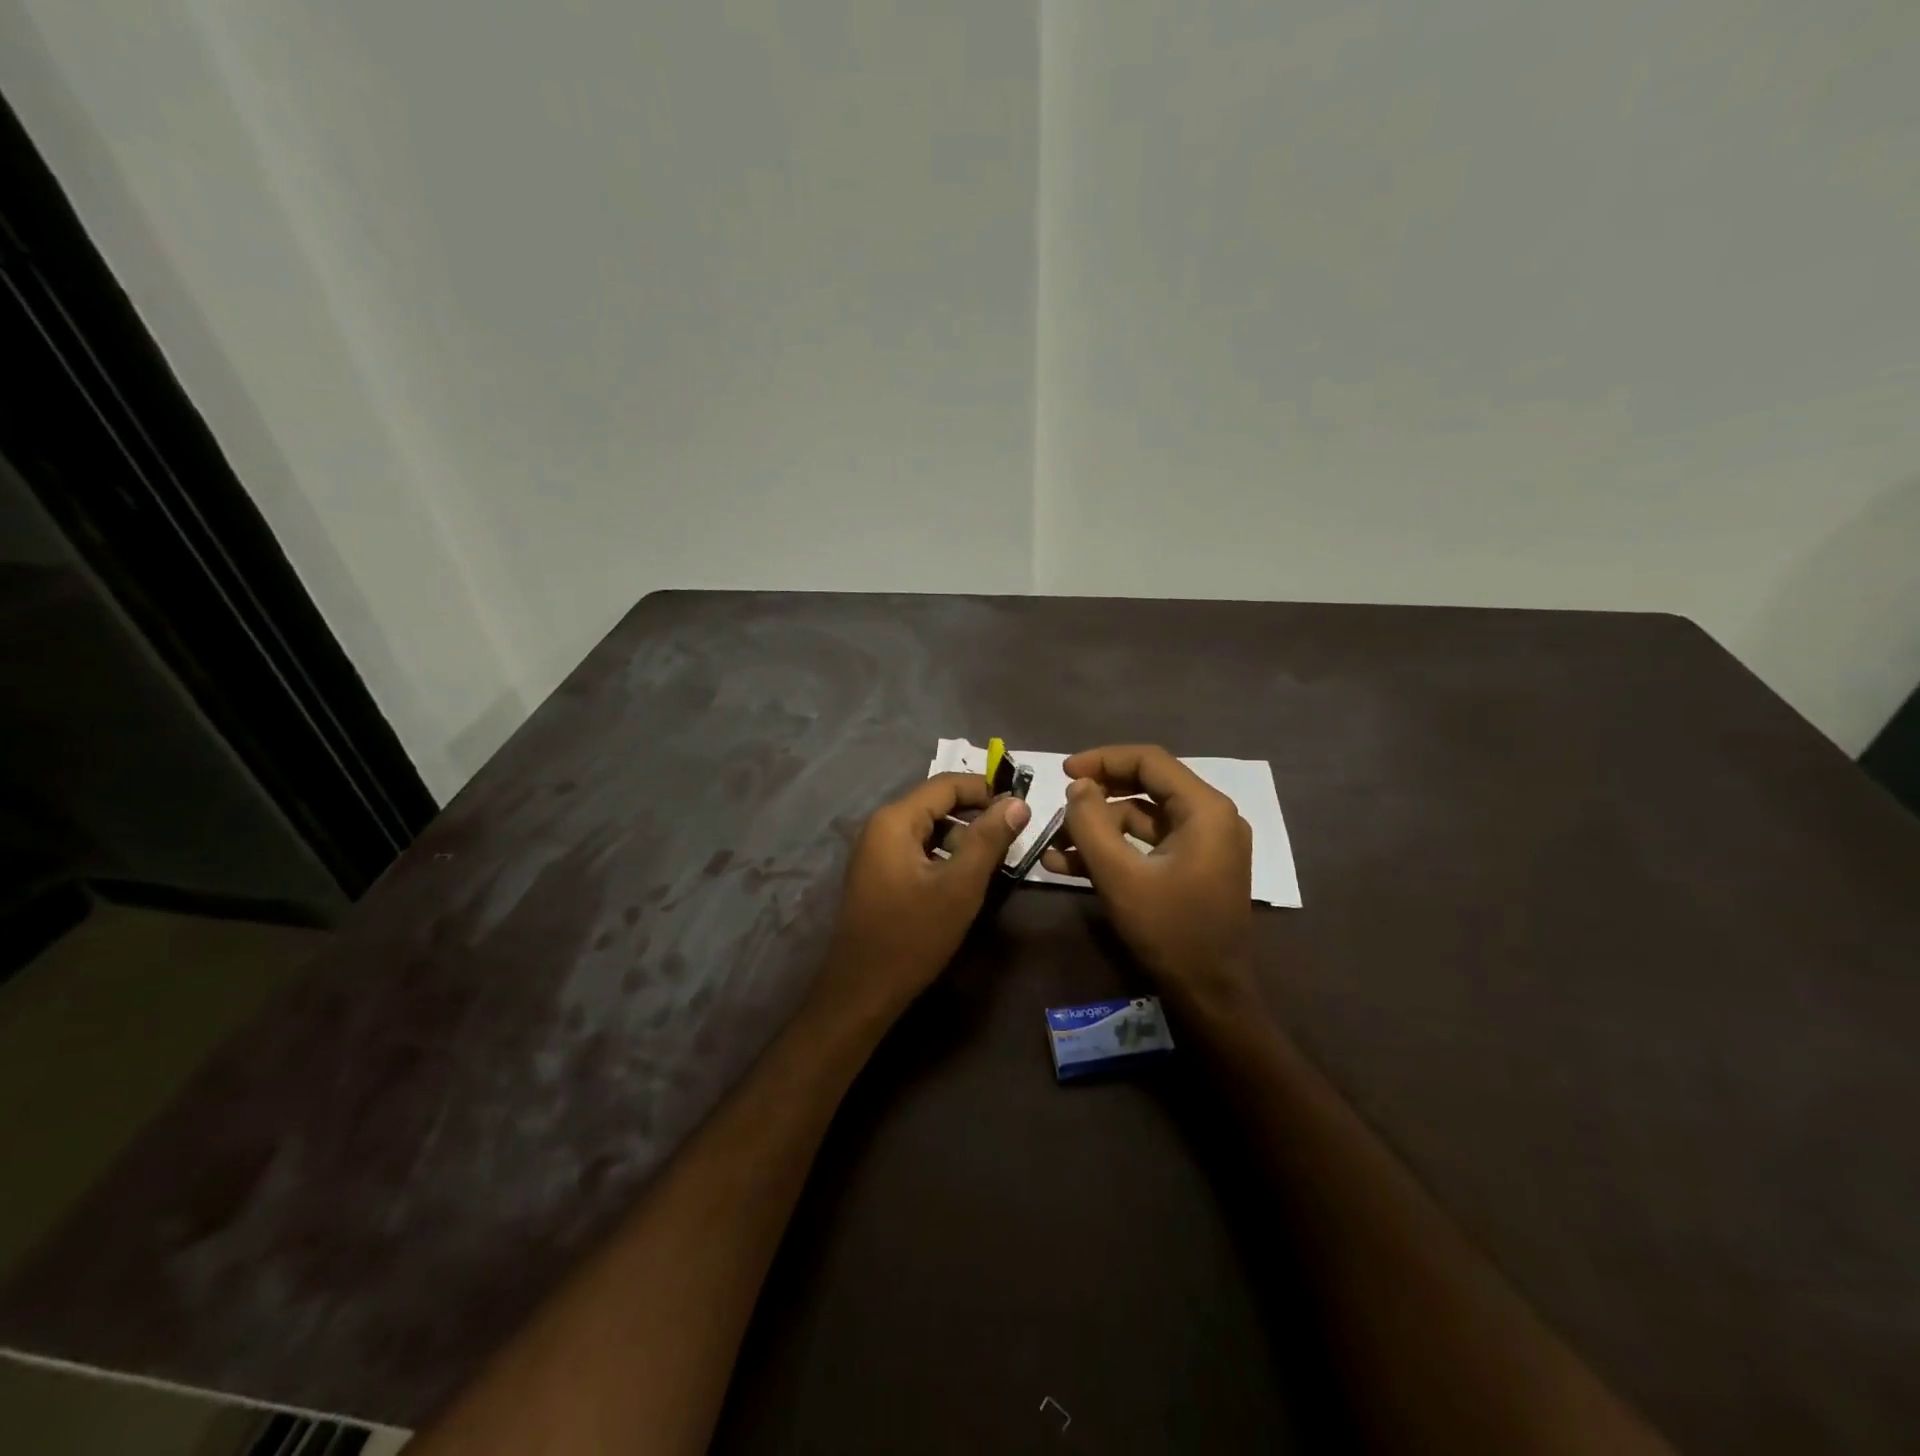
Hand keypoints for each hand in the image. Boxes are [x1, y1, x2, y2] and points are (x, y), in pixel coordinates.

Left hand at [813, 773, 1030, 1023]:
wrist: (862, 990)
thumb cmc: (913, 935)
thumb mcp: (960, 886)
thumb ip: (989, 839)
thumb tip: (1017, 802)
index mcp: (895, 820)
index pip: (946, 784)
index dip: (985, 789)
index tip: (1020, 807)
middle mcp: (880, 826)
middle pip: (935, 803)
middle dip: (975, 814)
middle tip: (1012, 836)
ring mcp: (875, 851)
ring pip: (928, 828)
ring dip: (961, 836)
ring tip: (993, 860)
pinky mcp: (878, 874)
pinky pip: (917, 849)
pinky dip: (943, 854)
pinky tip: (963, 878)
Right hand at [1041, 744, 1254, 1013]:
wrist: (1210, 995)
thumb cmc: (1169, 930)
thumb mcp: (1119, 875)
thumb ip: (1091, 823)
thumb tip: (1078, 786)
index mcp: (1206, 809)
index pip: (1149, 761)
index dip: (1102, 760)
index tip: (1063, 772)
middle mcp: (1212, 817)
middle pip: (1146, 786)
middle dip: (1097, 796)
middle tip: (1059, 803)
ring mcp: (1205, 844)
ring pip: (1143, 818)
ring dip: (1098, 828)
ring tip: (1054, 843)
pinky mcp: (1194, 867)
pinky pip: (1149, 844)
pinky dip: (1114, 849)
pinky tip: (1068, 864)